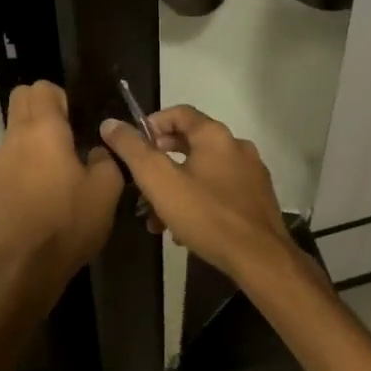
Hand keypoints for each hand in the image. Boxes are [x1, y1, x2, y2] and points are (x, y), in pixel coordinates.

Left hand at [0, 82, 124, 294]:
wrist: (24, 268)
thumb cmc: (69, 222)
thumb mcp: (106, 190)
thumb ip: (105, 159)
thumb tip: (95, 151)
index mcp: (43, 130)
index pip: (42, 88)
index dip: (60, 97)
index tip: (77, 120)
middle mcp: (14, 138)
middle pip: (20, 101)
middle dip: (41, 109)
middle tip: (66, 137)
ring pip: (13, 134)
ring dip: (31, 141)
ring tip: (54, 173)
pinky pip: (6, 163)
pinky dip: (21, 168)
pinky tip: (38, 197)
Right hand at [98, 106, 301, 283]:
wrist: (260, 258)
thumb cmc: (206, 215)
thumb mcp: (160, 182)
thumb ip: (133, 150)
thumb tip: (110, 124)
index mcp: (215, 135)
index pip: (179, 112)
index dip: (152, 124)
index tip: (133, 146)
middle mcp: (237, 146)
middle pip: (191, 142)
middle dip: (161, 161)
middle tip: (141, 183)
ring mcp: (251, 173)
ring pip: (204, 170)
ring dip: (177, 187)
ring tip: (157, 217)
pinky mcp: (258, 199)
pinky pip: (220, 190)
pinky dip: (199, 201)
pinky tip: (185, 229)